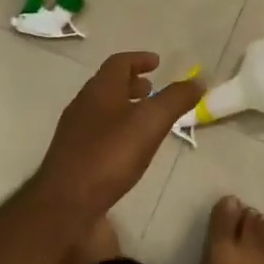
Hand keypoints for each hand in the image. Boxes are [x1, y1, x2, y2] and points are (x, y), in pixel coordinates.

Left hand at [36, 52, 203, 218]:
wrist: (66, 203)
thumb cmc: (109, 155)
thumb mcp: (150, 123)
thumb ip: (175, 99)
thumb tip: (198, 80)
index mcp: (100, 90)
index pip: (119, 63)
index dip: (139, 59)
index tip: (157, 62)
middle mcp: (83, 105)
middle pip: (108, 85)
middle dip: (132, 83)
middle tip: (152, 89)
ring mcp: (74, 131)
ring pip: (102, 109)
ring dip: (124, 107)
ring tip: (145, 120)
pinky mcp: (72, 156)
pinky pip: (97, 131)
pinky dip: (116, 129)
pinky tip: (128, 149)